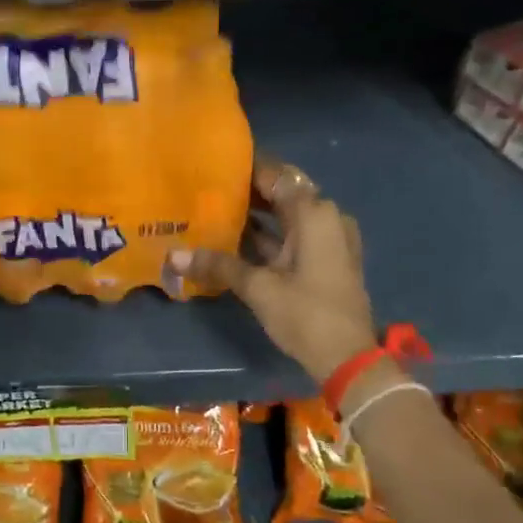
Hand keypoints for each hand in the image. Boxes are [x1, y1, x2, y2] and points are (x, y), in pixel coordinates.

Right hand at [170, 154, 376, 384]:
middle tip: (210, 186)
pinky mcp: (328, 259)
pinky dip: (270, 234)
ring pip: (288, 215)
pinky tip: (236, 239)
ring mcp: (330, 239)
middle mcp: (326, 217)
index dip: (246, 167)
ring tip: (217, 209)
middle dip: (249, 190)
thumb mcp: (258, 288)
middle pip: (283, 192)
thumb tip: (174, 256)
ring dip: (258, 214)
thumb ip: (217, 265)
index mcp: (314, 213)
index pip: (275, 175)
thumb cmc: (305, 314)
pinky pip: (295, 235)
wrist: (348, 359)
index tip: (215, 163)